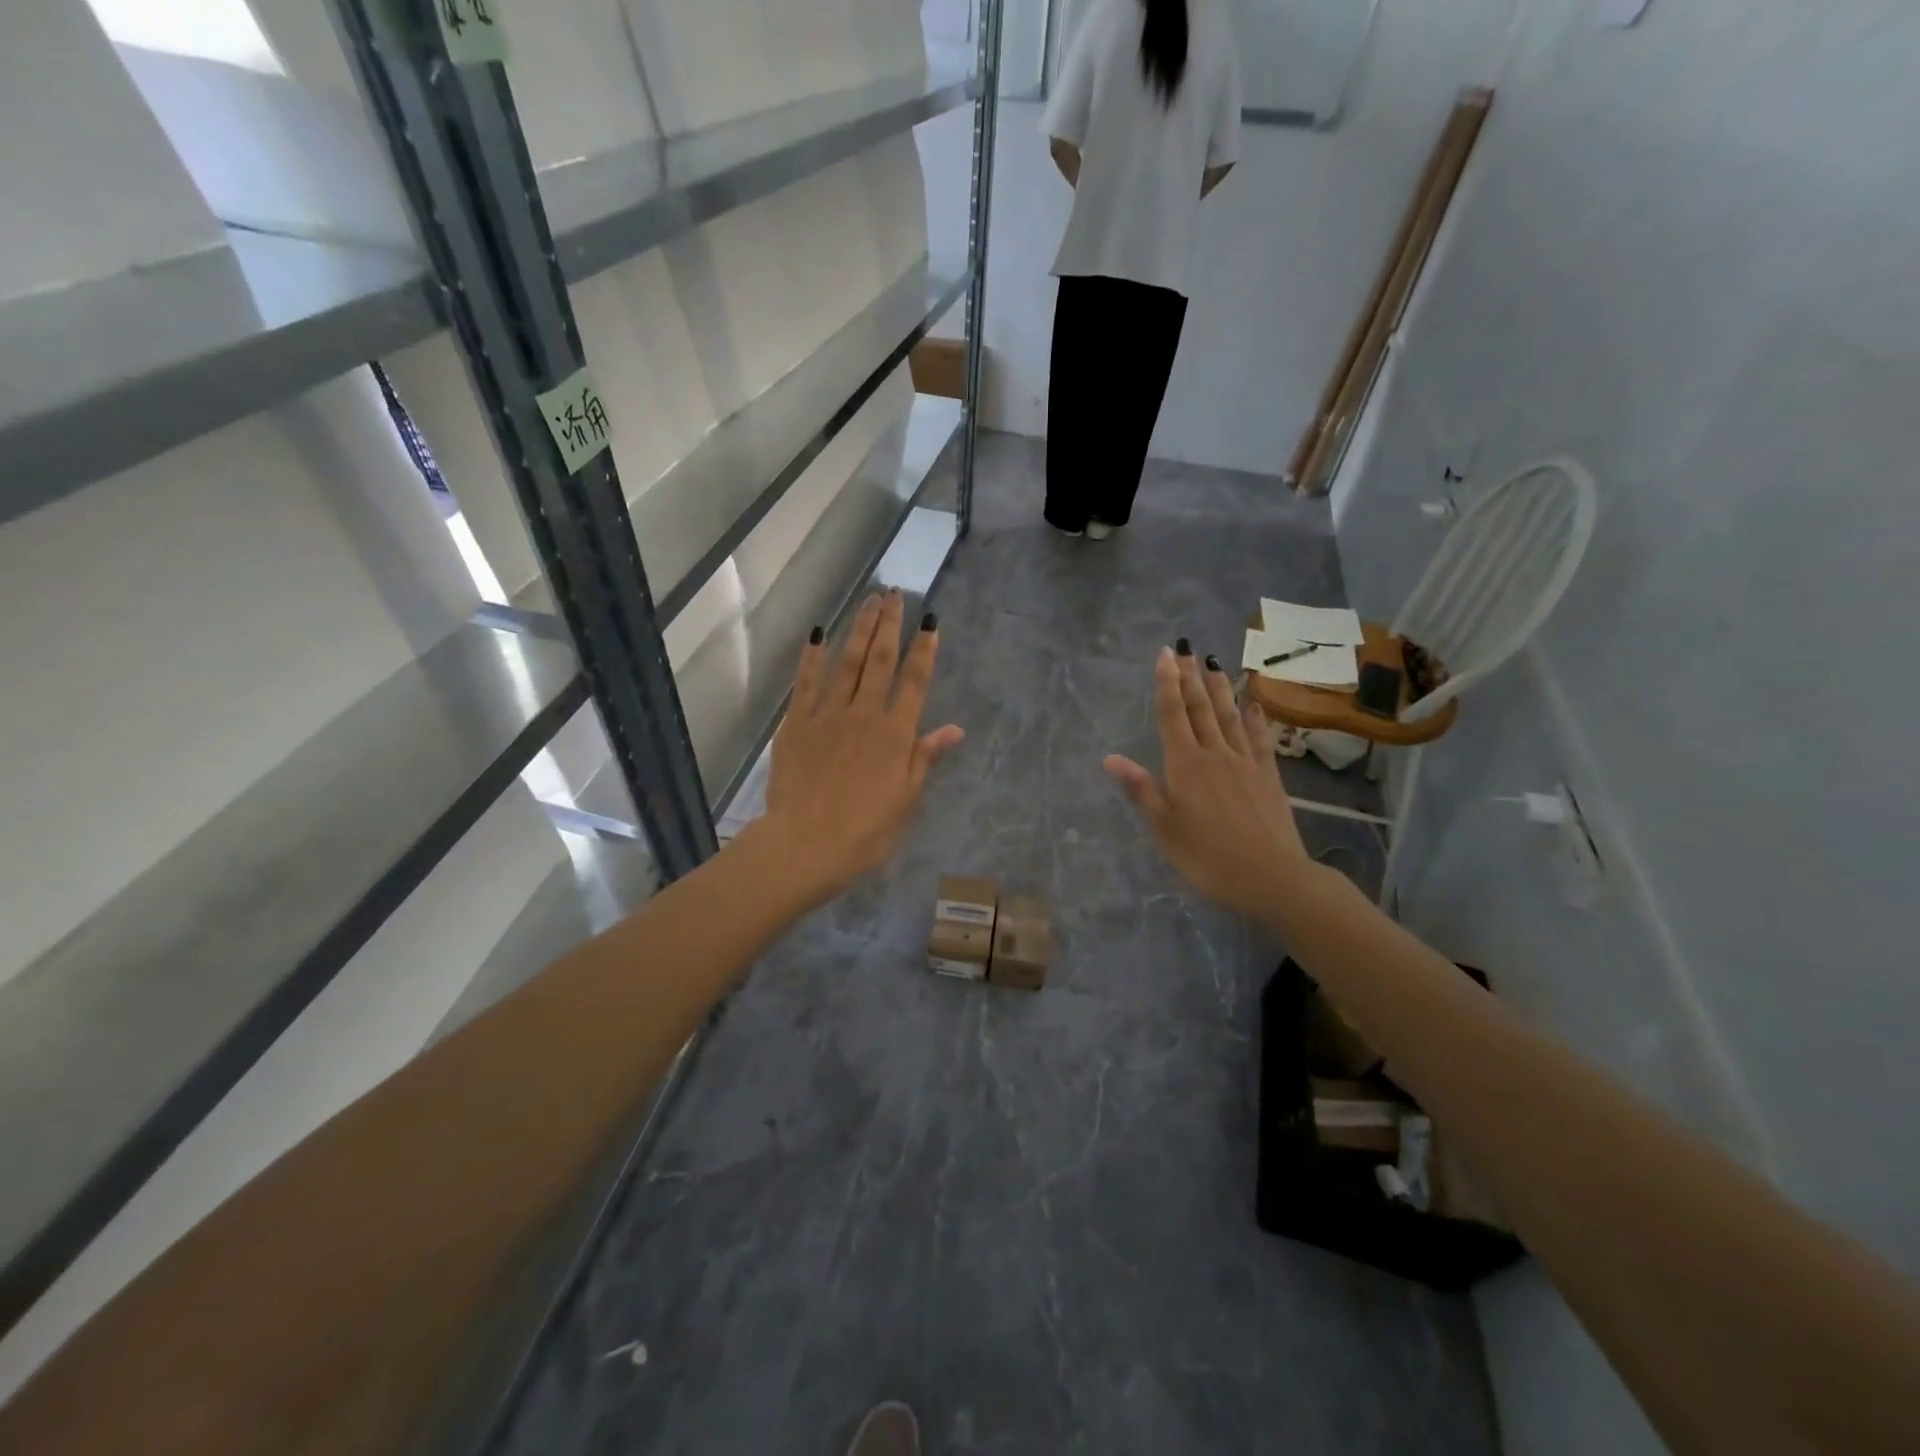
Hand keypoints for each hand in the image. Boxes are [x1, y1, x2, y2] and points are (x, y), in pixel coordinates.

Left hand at [758, 592, 964, 905]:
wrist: (805, 845)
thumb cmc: (864, 832)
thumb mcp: (905, 800)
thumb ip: (925, 758)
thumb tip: (955, 729)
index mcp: (895, 734)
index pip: (915, 682)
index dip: (925, 649)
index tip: (930, 620)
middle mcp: (864, 714)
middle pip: (880, 661)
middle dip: (890, 625)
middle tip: (895, 593)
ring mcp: (827, 714)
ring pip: (847, 662)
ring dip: (860, 629)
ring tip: (869, 601)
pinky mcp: (796, 723)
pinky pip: (806, 682)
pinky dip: (812, 656)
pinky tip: (818, 633)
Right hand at [1104, 646, 1315, 921]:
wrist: (1272, 876)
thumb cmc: (1208, 857)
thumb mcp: (1165, 828)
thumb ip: (1141, 789)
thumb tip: (1110, 758)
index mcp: (1185, 765)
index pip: (1171, 715)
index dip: (1166, 683)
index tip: (1166, 654)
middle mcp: (1215, 754)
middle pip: (1200, 708)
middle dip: (1190, 677)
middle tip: (1187, 649)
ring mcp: (1245, 762)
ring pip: (1229, 716)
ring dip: (1220, 688)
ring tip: (1213, 663)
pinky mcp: (1268, 776)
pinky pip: (1259, 738)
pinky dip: (1254, 718)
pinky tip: (1253, 704)